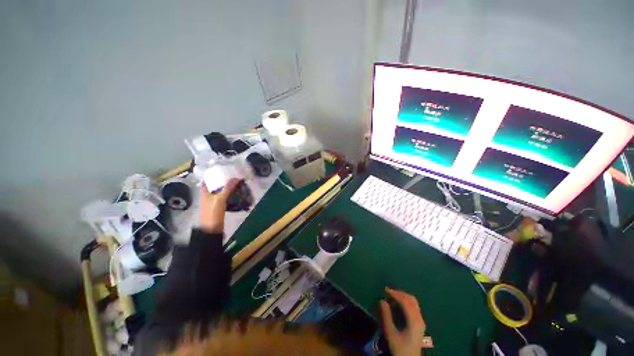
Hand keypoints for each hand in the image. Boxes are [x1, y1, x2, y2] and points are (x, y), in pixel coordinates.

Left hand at [197, 178, 239, 233]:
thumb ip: (228, 188)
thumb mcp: (220, 199)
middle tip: (232, 175)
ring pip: (220, 191)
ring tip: (236, 183)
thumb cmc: (213, 212)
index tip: (220, 170)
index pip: (207, 181)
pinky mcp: (219, 207)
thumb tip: (237, 178)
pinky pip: (225, 197)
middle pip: (215, 185)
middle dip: (223, 180)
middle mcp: (208, 196)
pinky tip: (236, 193)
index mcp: (205, 192)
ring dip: (227, 187)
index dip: (212, 175)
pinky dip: (230, 194)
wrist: (212, 229)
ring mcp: (214, 201)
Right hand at [380, 288, 427, 355]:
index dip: (395, 294)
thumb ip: (386, 316)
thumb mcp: (391, 333)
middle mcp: (419, 318)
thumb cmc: (400, 348)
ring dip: (403, 296)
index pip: (405, 301)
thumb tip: (382, 300)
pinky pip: (414, 306)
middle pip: (411, 299)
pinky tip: (398, 304)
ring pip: (413, 302)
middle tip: (388, 292)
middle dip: (399, 293)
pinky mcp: (420, 323)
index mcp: (414, 321)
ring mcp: (421, 320)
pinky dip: (406, 301)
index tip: (385, 290)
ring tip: (392, 296)